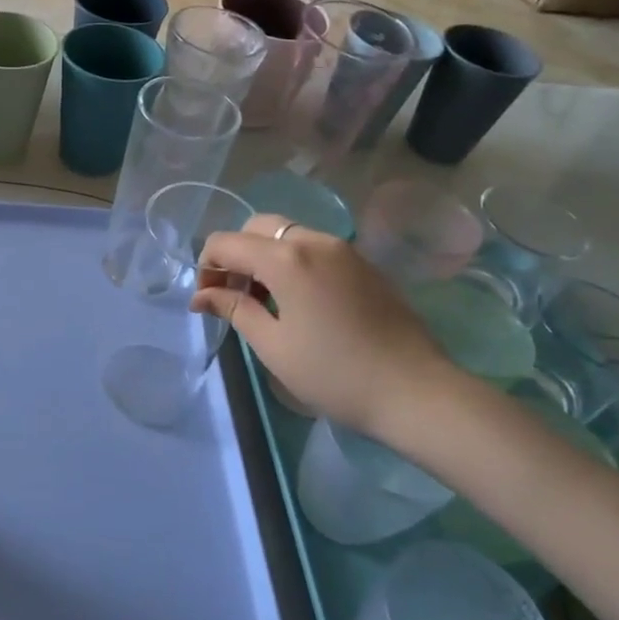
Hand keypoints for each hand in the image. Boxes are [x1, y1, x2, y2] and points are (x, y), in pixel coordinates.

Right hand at [191, 215, 450, 439]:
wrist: (416, 391)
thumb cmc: (334, 373)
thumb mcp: (272, 345)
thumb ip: (234, 310)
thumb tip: (202, 296)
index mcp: (285, 258)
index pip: (226, 243)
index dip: (206, 267)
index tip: (206, 302)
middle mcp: (313, 240)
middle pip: (257, 228)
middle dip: (236, 255)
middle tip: (234, 296)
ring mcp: (343, 249)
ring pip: (287, 235)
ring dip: (265, 257)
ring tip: (266, 302)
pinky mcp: (364, 264)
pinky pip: (315, 248)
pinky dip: (293, 262)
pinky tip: (299, 302)